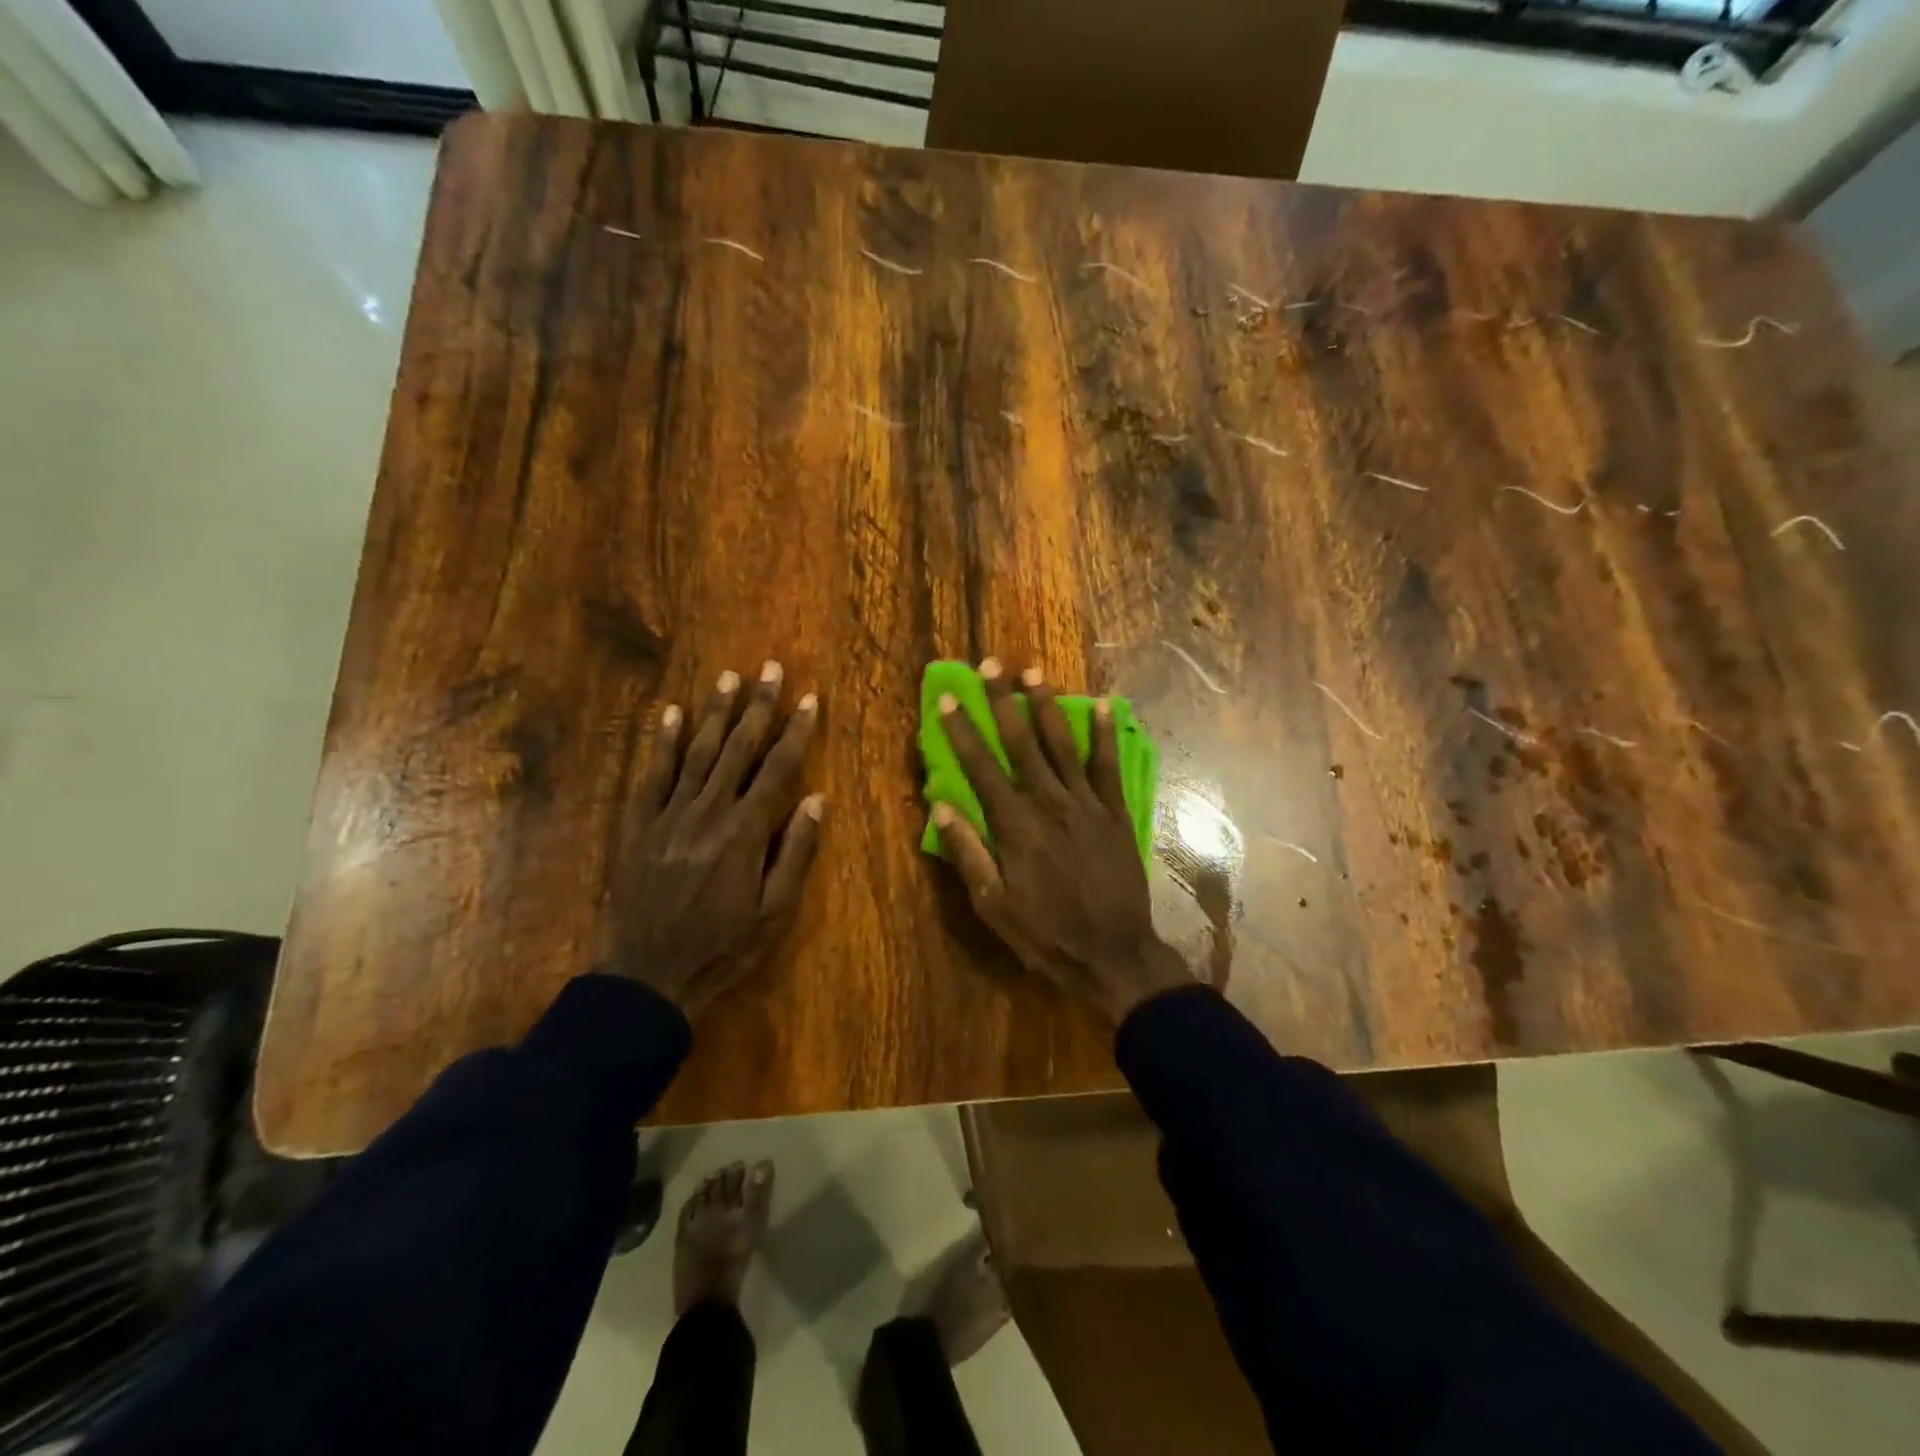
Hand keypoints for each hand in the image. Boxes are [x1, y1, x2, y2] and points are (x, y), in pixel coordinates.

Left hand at [601, 662, 822, 1016]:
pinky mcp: (638, 824)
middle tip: (770, 668)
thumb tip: (815, 799)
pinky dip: (660, 741)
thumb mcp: (774, 912)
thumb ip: (795, 852)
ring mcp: (668, 815)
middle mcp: (707, 811)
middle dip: (757, 706)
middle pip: (737, 749)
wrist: (648, 974)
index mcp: (744, 832)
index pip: (777, 769)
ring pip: (696, 752)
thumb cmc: (722, 946)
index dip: (795, 732)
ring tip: (729, 678)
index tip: (809, 699)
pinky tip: (670, 713)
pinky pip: (651, 774)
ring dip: (715, 712)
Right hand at [932, 659, 1191, 1023]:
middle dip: (1002, 702)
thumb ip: (969, 854)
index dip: (962, 731)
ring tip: (1034, 672)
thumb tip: (941, 808)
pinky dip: (1106, 735)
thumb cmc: (1046, 934)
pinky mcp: (1116, 813)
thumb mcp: (994, 906)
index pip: (981, 767)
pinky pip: (1109, 767)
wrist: (1114, 954)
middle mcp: (1050, 804)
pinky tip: (1105, 705)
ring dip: (1047, 706)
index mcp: (1015, 826)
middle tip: (990, 665)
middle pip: (1021, 743)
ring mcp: (1087, 805)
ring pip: (1063, 745)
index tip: (948, 697)